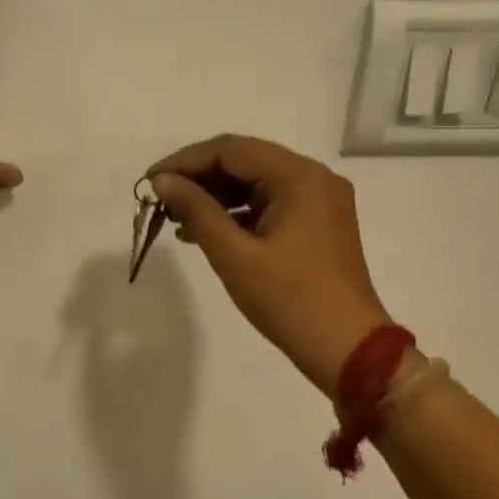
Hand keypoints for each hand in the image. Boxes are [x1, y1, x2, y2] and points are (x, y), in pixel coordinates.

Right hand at [146, 135, 389, 400]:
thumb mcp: (234, 255)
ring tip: (176, 217)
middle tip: (161, 200)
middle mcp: (313, 177)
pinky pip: (269, 202)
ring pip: (255, 181)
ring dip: (215, 195)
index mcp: (299, 177)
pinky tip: (204, 231)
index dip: (185, 161)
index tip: (151, 182)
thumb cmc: (289, 300)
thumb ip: (196, 210)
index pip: (230, 150)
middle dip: (199, 177)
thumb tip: (162, 181)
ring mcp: (319, 199)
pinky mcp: (318, 222)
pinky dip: (236, 211)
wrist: (347, 349)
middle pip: (244, 160)